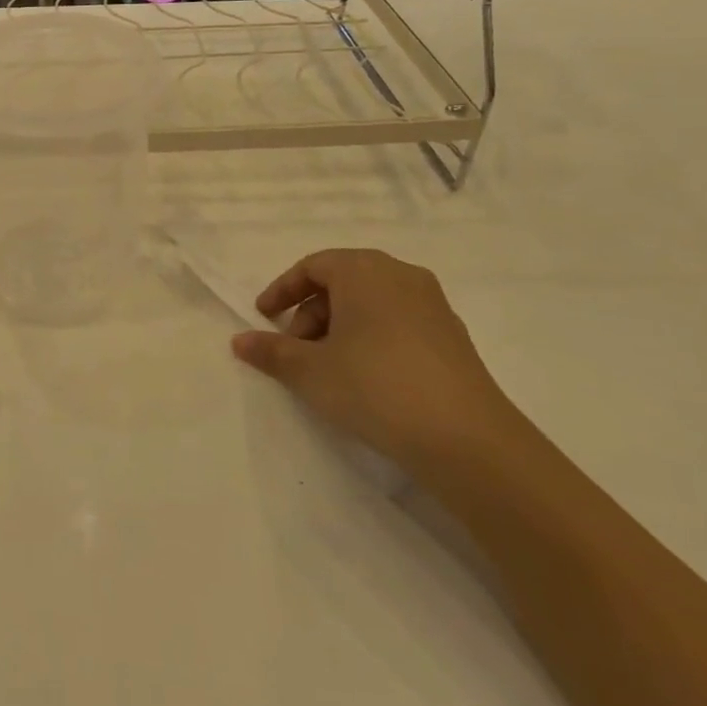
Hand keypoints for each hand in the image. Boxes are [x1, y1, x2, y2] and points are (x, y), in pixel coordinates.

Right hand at [229, 248, 521, 472]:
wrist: (466, 439)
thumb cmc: (374, 386)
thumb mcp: (309, 370)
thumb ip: (271, 351)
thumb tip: (240, 341)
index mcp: (364, 271)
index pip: (313, 266)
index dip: (282, 290)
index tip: (263, 318)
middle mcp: (401, 276)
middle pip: (342, 282)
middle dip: (310, 312)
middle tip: (295, 349)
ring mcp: (433, 306)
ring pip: (371, 303)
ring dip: (339, 327)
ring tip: (326, 368)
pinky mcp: (452, 337)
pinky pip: (397, 323)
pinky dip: (370, 339)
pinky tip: (364, 378)